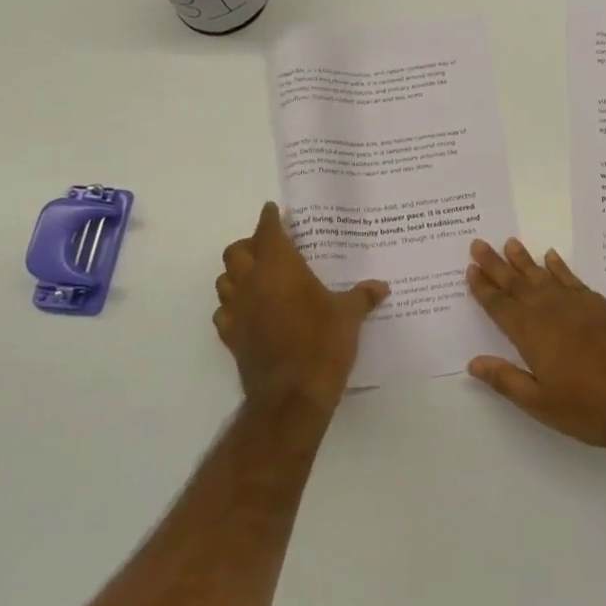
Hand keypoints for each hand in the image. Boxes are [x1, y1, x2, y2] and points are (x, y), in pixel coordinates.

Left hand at [215, 203, 387, 415]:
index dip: (270, 218)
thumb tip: (381, 286)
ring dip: (236, 274)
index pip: (268, 230)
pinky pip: (224, 313)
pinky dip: (233, 306)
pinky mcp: (231, 337)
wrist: (291, 395)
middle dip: (249, 244)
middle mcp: (252, 282)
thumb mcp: (349, 316)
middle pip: (236, 251)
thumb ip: (362, 297)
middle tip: (268, 246)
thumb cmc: (322, 343)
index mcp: (280, 266)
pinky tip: (249, 312)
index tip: (274, 210)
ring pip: (224, 280)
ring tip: (257, 276)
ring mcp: (237, 310)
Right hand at [465, 237, 605, 452]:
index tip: (470, 268)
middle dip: (496, 265)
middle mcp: (551, 312)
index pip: (500, 306)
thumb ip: (506, 380)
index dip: (484, 288)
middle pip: (517, 283)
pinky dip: (560, 267)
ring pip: (544, 275)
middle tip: (479, 243)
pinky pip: (573, 279)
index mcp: (532, 335)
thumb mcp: (541, 404)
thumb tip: (473, 363)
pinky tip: (551, 257)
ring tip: (510, 242)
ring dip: (525, 260)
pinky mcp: (601, 305)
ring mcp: (578, 305)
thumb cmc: (592, 408)